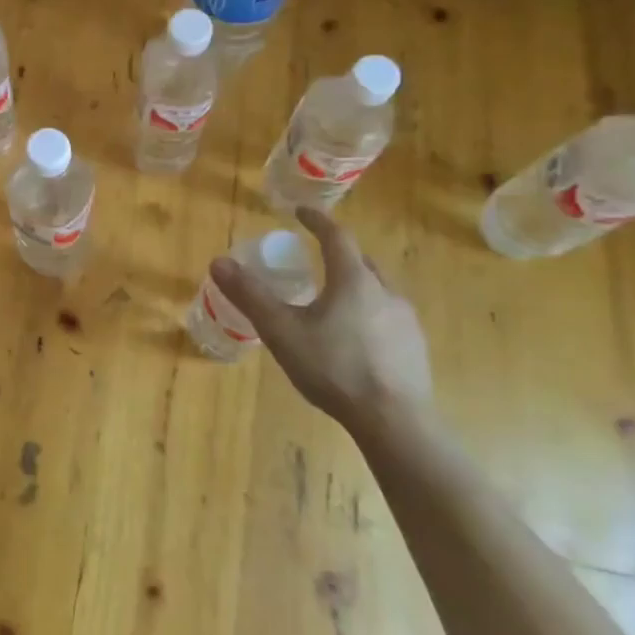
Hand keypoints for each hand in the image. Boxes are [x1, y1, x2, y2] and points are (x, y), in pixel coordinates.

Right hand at [209, 207, 432, 427]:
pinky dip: (367, 314)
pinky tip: (353, 339)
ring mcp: (406, 321)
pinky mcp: (415, 348)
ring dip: (354, 286)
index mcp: (354, 280)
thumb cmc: (334, 368)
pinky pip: (387, 317)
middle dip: (338, 255)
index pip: (337, 237)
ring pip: (377, 290)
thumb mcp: (281, 331)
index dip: (317, 221)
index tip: (301, 212)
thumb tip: (219, 262)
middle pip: (361, 262)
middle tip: (315, 260)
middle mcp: (386, 292)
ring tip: (331, 302)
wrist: (394, 421)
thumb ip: (250, 295)